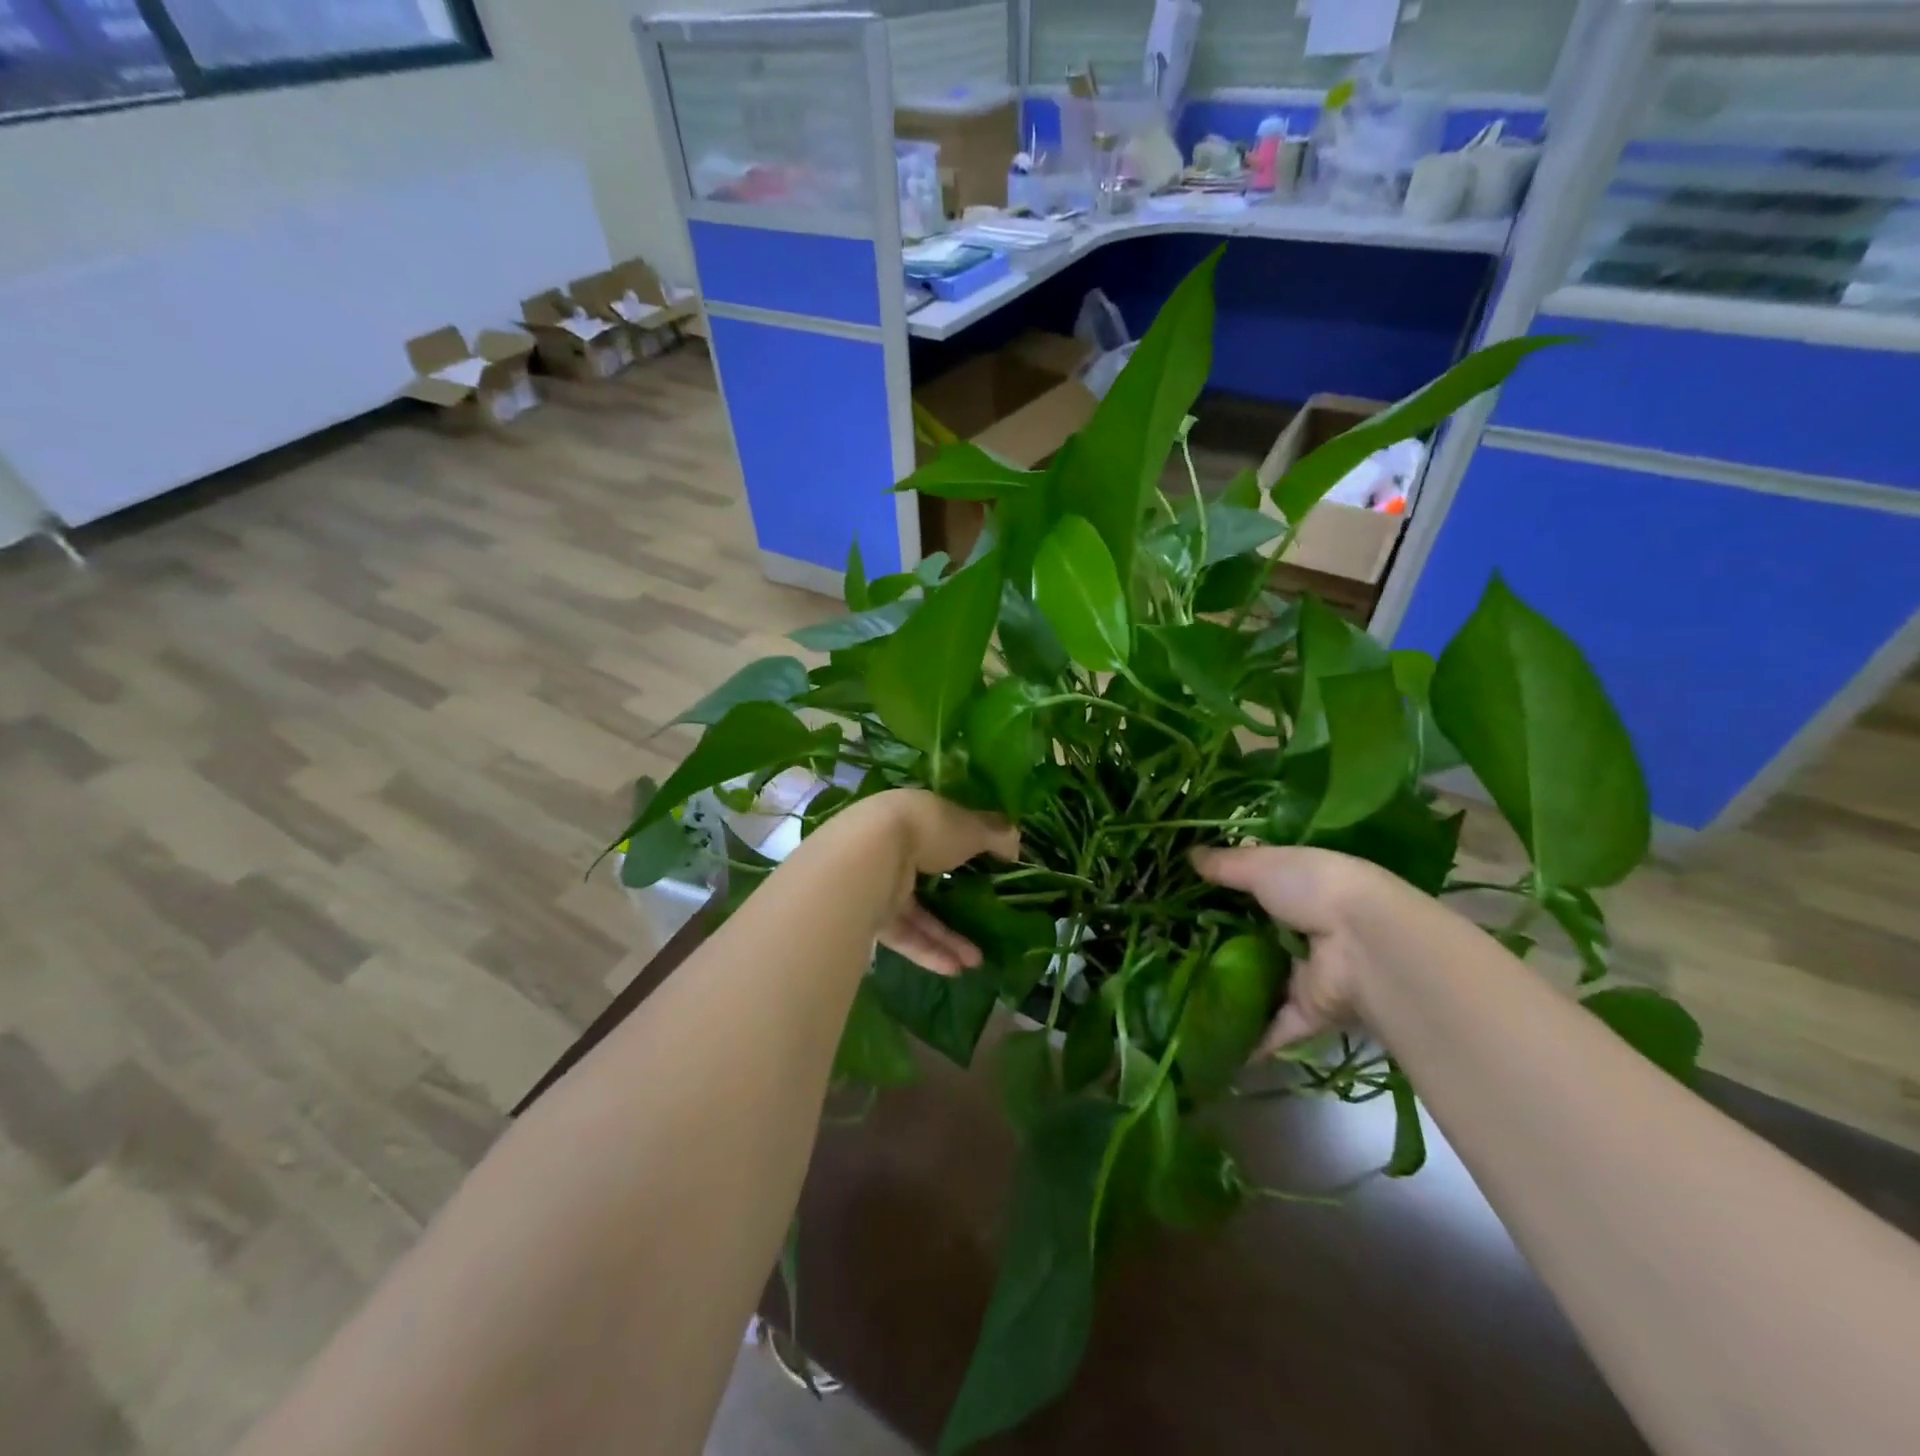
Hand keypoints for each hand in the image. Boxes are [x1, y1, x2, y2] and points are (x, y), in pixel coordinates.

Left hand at [831, 790, 1019, 976]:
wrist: (869, 858)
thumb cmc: (926, 830)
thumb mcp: (970, 827)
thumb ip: (995, 835)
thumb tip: (1016, 844)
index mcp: (914, 816)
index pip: (942, 833)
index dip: (968, 850)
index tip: (991, 869)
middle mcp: (893, 848)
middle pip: (929, 878)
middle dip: (959, 902)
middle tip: (987, 920)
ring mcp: (879, 883)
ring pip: (917, 913)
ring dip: (947, 937)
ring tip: (977, 961)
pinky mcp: (869, 915)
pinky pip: (904, 935)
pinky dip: (928, 951)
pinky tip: (955, 969)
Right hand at [1192, 845, 1408, 1054]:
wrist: (1366, 943)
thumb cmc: (1314, 889)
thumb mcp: (1263, 865)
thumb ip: (1226, 865)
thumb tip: (1190, 855)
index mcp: (1299, 889)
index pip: (1257, 891)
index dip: (1224, 894)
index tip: (1184, 900)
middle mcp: (1303, 931)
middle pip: (1254, 939)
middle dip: (1220, 944)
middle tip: (1171, 948)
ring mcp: (1306, 974)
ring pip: (1261, 985)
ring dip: (1230, 991)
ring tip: (1180, 994)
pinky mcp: (1307, 1012)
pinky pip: (1273, 1027)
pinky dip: (1249, 1040)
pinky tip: (1211, 1044)